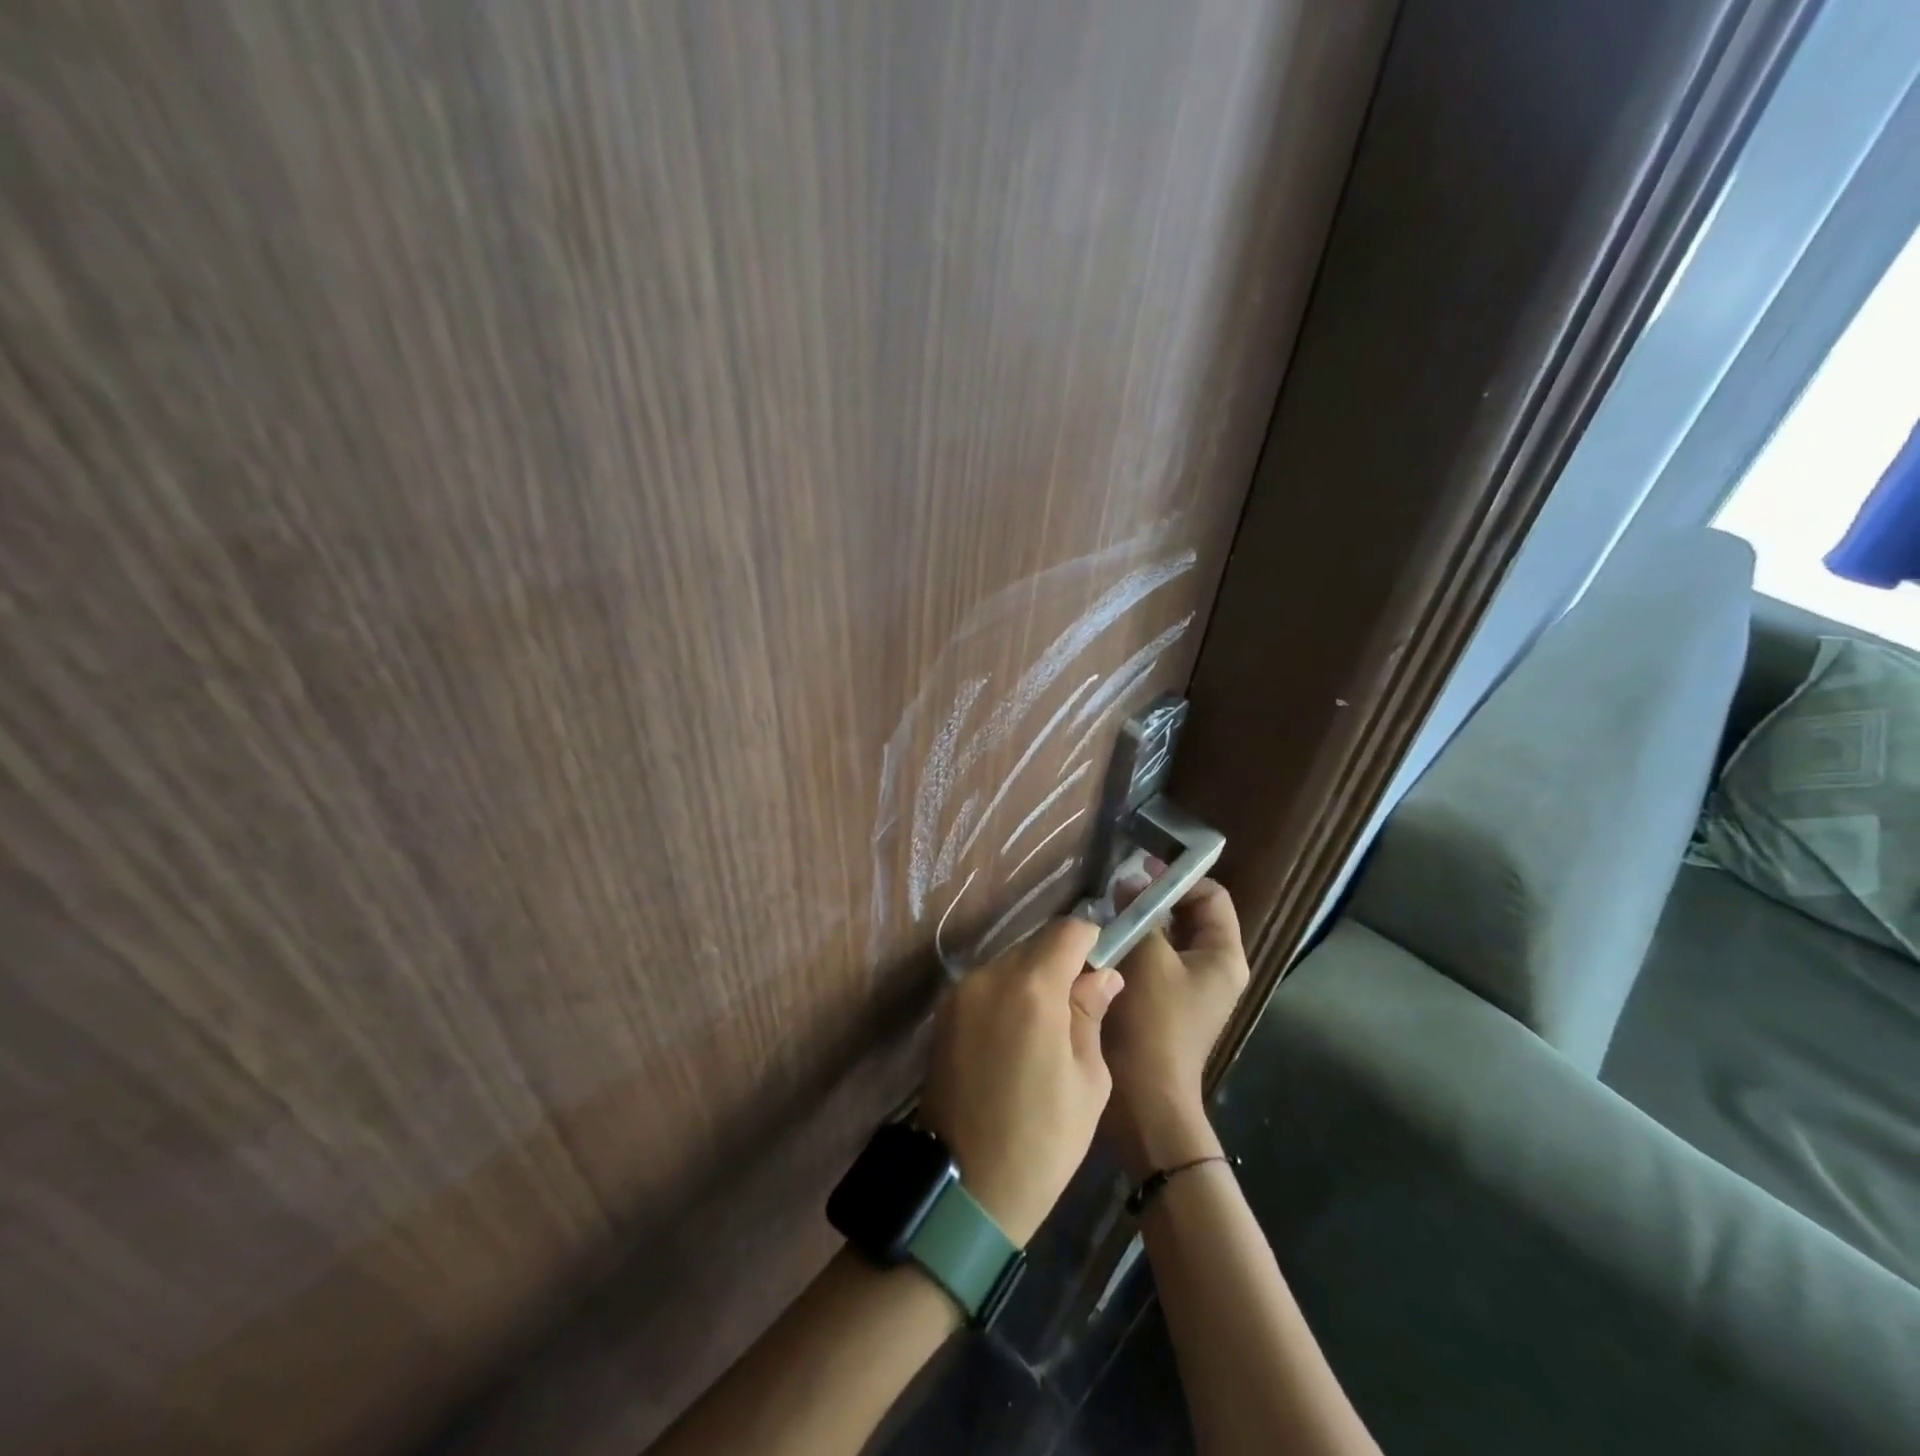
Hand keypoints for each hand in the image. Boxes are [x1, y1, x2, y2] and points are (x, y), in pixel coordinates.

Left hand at [919, 917, 1122, 1245]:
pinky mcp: (943, 1013)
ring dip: (1032, 979)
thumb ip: (1091, 1013)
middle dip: (1061, 963)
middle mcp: (989, 976)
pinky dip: (1007, 996)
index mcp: (1031, 987)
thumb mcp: (1088, 1080)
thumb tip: (1103, 974)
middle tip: (1078, 1007)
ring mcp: (960, 993)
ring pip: (1009, 963)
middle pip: (1035, 944)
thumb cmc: (1043, 1140)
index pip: (1067, 931)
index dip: (1091, 942)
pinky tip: (1016, 1038)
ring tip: (1046, 1029)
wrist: (966, 1188)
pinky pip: (986, 985)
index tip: (1102, 969)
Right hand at [1100, 869, 1250, 1179]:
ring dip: (1140, 921)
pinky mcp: (1165, 1002)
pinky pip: (1152, 959)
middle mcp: (1212, 968)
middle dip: (1155, 897)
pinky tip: (1104, 940)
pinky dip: (1133, 944)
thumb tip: (1130, 884)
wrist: (1146, 1097)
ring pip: (1166, 937)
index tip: (1141, 870)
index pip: (1211, 896)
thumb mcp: (1149, 958)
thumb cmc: (1155, 1023)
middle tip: (1117, 888)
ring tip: (1106, 910)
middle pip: (1188, 914)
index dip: (1179, 878)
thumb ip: (1142, 914)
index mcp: (1223, 956)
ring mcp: (1188, 987)